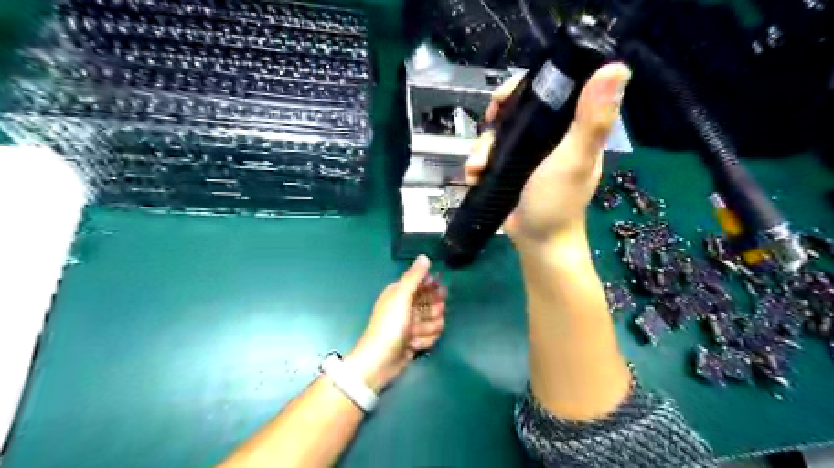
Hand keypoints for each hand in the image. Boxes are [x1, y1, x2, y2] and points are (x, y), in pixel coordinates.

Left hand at [347, 253, 448, 393]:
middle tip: (429, 316)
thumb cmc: (390, 325)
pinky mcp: (415, 341)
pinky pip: (430, 336)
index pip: (423, 283)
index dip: (434, 287)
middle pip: (432, 302)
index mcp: (400, 292)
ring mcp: (411, 325)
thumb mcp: (401, 296)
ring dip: (428, 329)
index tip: (442, 291)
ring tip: (415, 334)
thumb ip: (414, 277)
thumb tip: (424, 257)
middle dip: (433, 310)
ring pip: (434, 321)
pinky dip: (424, 341)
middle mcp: (406, 306)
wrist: (380, 361)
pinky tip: (414, 345)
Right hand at [467, 64, 629, 249]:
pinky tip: (473, 177)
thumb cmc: (558, 202)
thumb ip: (591, 119)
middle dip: (496, 120)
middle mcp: (550, 139)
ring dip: (482, 148)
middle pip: (517, 113)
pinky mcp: (511, 173)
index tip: (505, 98)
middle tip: (487, 129)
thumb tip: (618, 67)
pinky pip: (491, 158)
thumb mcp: (575, 159)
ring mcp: (528, 157)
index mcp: (571, 129)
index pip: (550, 92)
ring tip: (476, 166)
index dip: (525, 87)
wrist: (538, 243)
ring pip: (499, 136)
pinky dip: (479, 165)